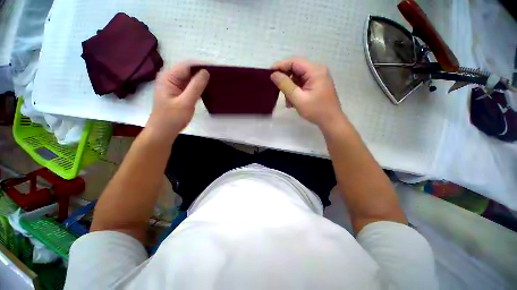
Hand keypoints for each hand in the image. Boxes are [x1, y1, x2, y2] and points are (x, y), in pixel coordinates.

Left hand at [146, 62, 209, 141]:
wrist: (163, 131)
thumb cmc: (172, 118)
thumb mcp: (185, 102)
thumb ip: (196, 86)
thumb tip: (206, 72)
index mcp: (168, 77)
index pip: (187, 65)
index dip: (202, 65)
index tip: (217, 68)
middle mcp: (171, 79)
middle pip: (189, 70)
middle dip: (204, 71)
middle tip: (219, 75)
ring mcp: (176, 86)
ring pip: (191, 78)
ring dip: (203, 80)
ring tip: (217, 81)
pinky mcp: (180, 93)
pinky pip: (192, 86)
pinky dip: (200, 87)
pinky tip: (209, 89)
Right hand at [271, 57, 346, 129]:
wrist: (331, 121)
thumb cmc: (316, 111)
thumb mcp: (298, 99)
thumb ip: (285, 85)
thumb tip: (273, 74)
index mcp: (315, 71)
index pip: (294, 62)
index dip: (280, 66)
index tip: (268, 73)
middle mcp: (317, 70)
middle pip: (296, 69)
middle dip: (285, 80)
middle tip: (277, 90)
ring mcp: (317, 78)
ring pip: (297, 78)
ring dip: (289, 89)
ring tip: (288, 102)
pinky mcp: (315, 85)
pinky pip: (301, 84)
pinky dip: (294, 92)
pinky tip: (293, 102)